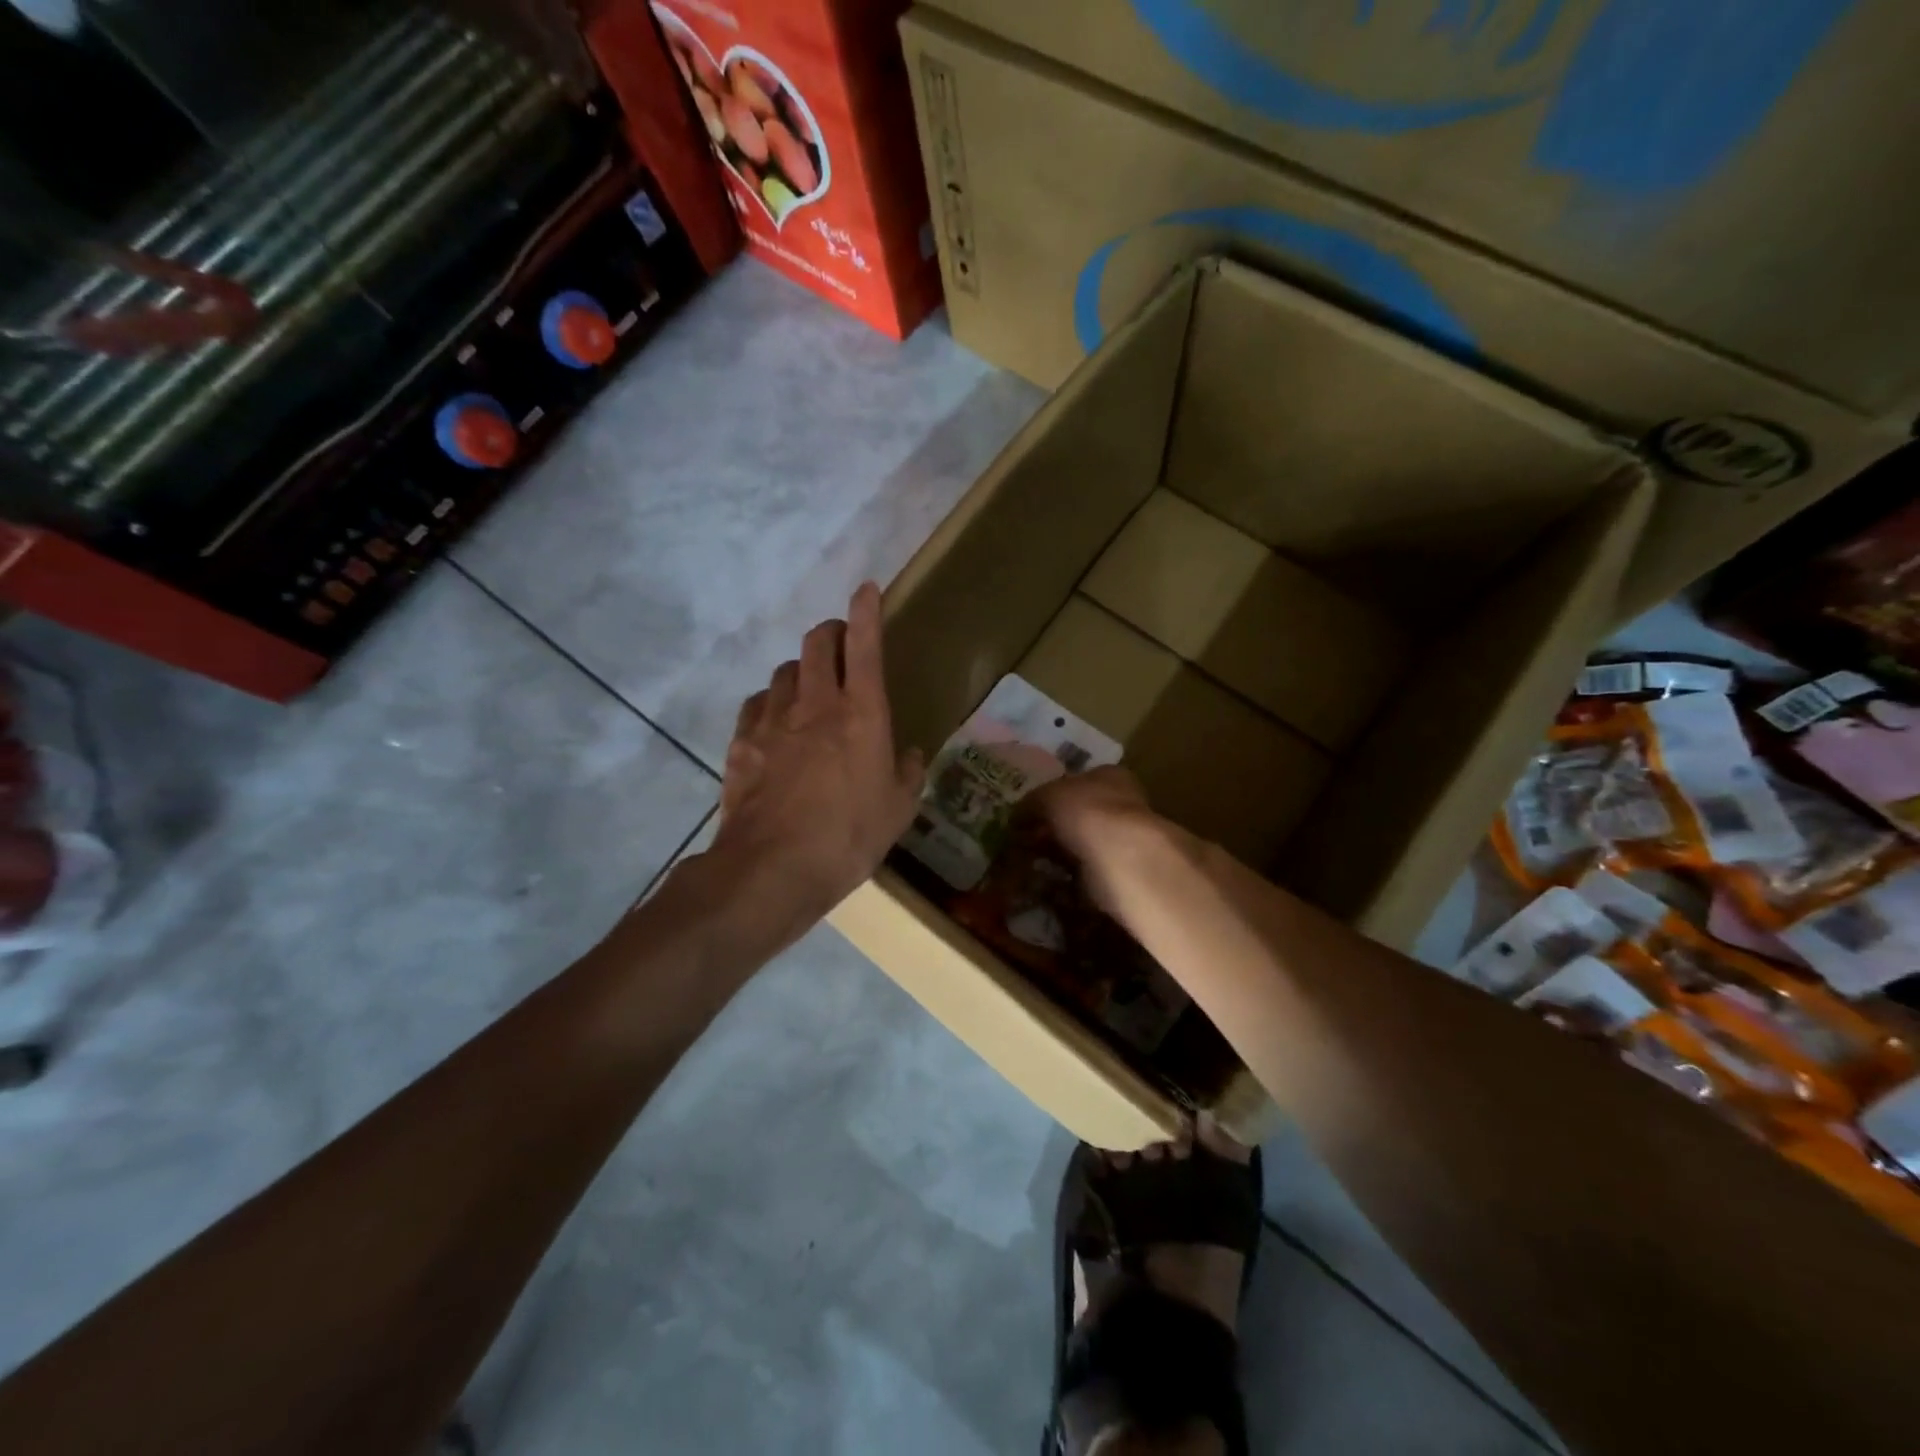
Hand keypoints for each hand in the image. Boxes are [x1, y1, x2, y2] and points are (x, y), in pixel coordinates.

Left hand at [708, 583, 925, 926]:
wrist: (772, 869)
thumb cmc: (848, 838)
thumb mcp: (898, 810)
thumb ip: (908, 773)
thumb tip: (910, 754)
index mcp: (862, 714)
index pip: (866, 646)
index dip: (866, 611)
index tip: (866, 588)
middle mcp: (816, 704)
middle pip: (817, 643)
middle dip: (830, 631)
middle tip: (840, 642)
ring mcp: (773, 720)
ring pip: (785, 671)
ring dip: (801, 670)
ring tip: (808, 690)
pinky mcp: (742, 742)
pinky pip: (757, 704)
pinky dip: (770, 703)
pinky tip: (774, 724)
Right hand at [1032, 766, 1167, 914]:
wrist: (1122, 860)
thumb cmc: (1087, 813)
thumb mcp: (1049, 795)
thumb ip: (1032, 802)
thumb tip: (1017, 815)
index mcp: (1109, 776)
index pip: (1077, 781)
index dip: (1050, 796)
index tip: (1027, 813)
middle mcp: (1120, 805)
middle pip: (1078, 815)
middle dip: (1051, 829)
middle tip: (1022, 840)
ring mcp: (1122, 842)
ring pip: (1080, 847)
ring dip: (1057, 856)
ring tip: (1027, 864)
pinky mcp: (1119, 874)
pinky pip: (1083, 876)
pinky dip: (1064, 881)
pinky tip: (1043, 884)